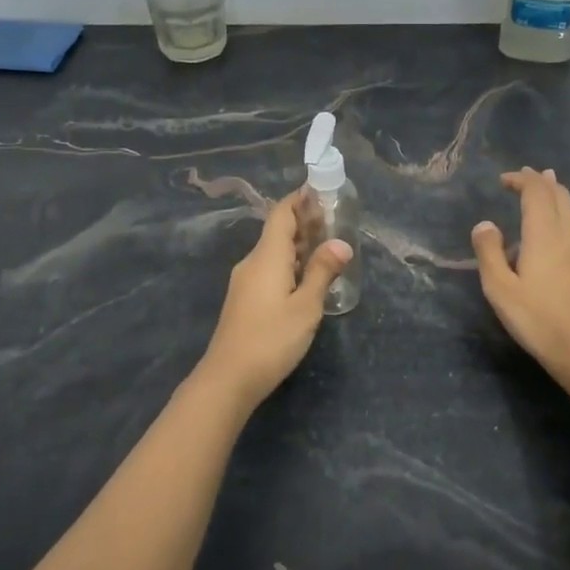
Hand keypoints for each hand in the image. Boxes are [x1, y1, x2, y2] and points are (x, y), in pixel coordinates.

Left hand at [197, 194, 352, 407]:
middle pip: (278, 231)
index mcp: (267, 256)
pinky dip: (291, 263)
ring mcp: (246, 282)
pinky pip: (270, 269)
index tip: (322, 190)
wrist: (228, 379)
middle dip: (305, 221)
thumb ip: (322, 272)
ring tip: (328, 243)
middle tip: (336, 218)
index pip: (282, 213)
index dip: (301, 199)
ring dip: (299, 244)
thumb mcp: (306, 307)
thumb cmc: (271, 339)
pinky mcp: (245, 300)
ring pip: (275, 252)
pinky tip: (307, 275)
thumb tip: (341, 244)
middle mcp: (253, 262)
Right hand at [471, 168, 569, 388]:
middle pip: (559, 195)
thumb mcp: (500, 288)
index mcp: (544, 234)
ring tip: (544, 189)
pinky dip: (561, 215)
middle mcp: (567, 235)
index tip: (505, 180)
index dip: (522, 180)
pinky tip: (555, 229)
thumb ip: (489, 253)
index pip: (536, 193)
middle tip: (525, 176)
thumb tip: (485, 225)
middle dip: (541, 181)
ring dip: (554, 195)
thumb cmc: (537, 319)